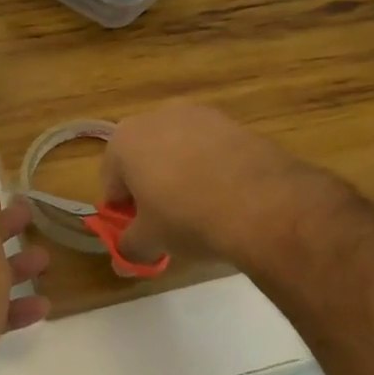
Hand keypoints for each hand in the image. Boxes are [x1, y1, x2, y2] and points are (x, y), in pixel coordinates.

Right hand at [102, 104, 339, 264]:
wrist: (262, 202)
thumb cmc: (187, 217)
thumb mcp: (150, 240)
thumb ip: (129, 247)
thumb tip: (122, 260)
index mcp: (124, 141)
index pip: (111, 182)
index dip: (123, 210)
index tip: (139, 232)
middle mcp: (155, 116)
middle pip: (144, 159)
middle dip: (151, 188)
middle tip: (167, 222)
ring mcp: (198, 115)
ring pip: (178, 151)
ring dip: (181, 175)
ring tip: (201, 210)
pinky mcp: (233, 122)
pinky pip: (210, 149)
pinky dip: (212, 169)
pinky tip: (227, 197)